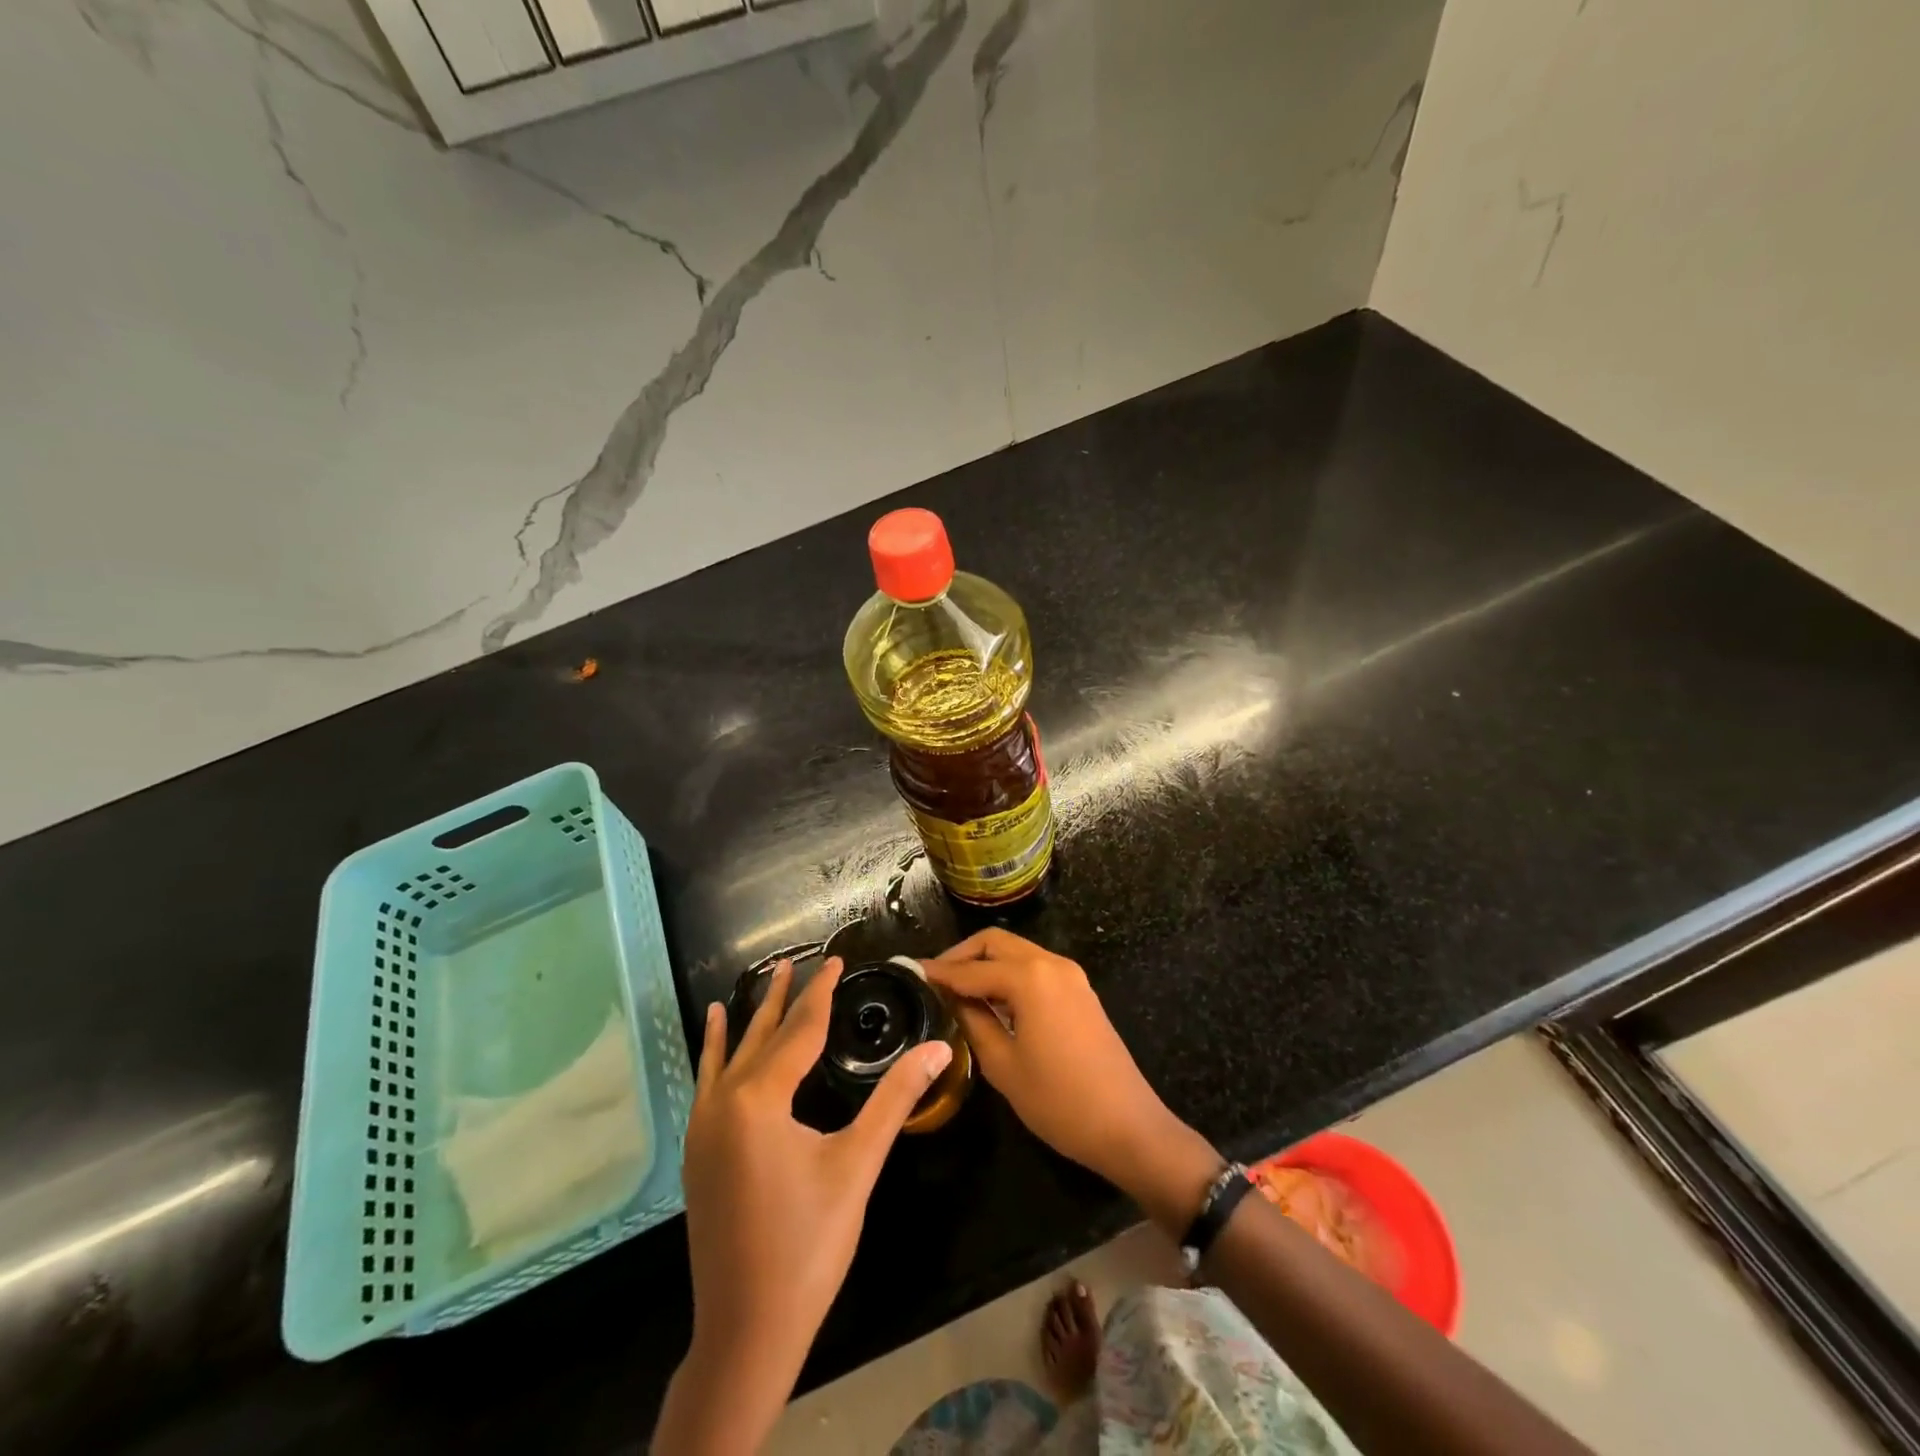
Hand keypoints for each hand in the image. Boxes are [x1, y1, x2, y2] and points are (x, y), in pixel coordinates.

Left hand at [655, 958, 952, 1454]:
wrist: (746, 1332)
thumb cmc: (808, 1245)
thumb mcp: (857, 1166)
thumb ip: (896, 1100)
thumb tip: (940, 1051)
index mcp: (759, 1100)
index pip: (800, 1030)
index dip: (821, 993)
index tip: (836, 959)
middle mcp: (724, 1103)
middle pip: (763, 1036)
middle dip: (785, 997)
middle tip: (799, 959)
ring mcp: (704, 1128)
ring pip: (731, 1055)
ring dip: (751, 1017)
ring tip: (763, 981)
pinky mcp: (698, 1152)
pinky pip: (709, 1082)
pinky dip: (715, 1051)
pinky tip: (715, 1037)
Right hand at [924, 930, 1220, 1233]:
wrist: (1128, 1127)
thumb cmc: (1059, 1101)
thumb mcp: (1003, 1065)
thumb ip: (973, 1022)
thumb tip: (950, 998)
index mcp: (1029, 977)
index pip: (971, 968)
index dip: (939, 972)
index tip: (910, 973)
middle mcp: (1051, 964)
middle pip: (996, 943)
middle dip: (963, 956)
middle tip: (936, 981)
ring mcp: (1070, 976)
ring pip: (1018, 952)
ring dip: (987, 964)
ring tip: (958, 993)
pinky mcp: (1080, 992)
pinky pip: (1036, 969)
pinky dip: (1009, 976)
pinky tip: (992, 1002)